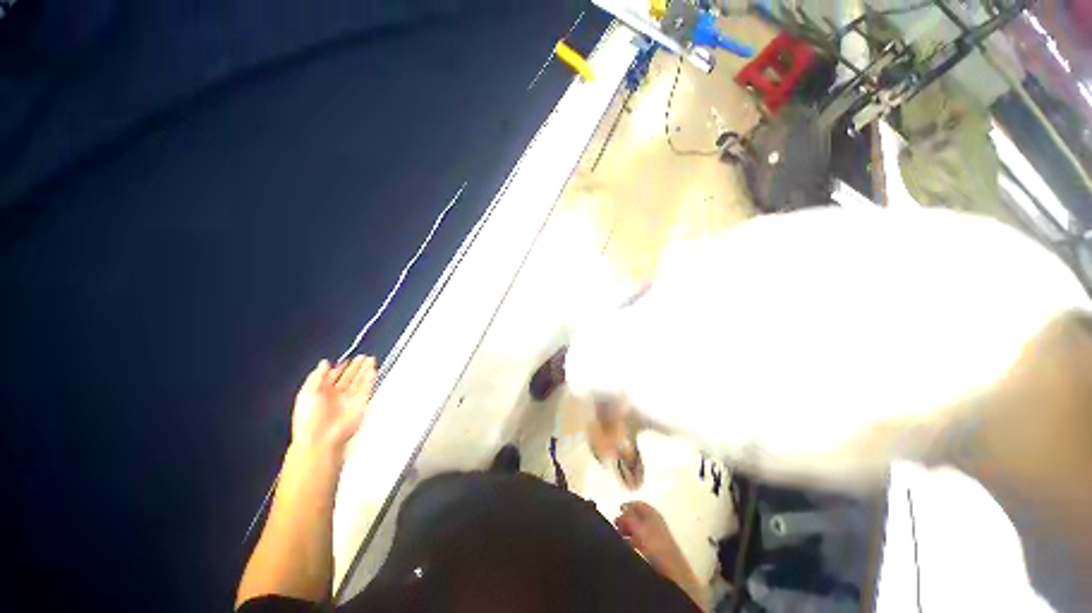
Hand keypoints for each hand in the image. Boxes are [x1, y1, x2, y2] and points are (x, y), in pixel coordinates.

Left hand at [291, 356, 375, 456]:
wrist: (322, 438)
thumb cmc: (310, 417)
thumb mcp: (307, 393)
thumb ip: (316, 376)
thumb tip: (324, 363)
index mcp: (321, 392)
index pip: (332, 377)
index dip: (339, 368)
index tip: (346, 360)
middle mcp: (336, 395)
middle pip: (348, 377)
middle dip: (356, 367)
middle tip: (363, 357)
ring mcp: (349, 399)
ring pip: (359, 381)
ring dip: (365, 370)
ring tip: (371, 359)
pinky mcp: (361, 402)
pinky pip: (367, 388)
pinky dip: (370, 378)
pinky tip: (373, 370)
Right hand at [615, 501, 682, 571]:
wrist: (671, 570)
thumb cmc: (654, 544)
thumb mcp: (637, 527)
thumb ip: (628, 518)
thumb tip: (621, 513)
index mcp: (652, 512)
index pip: (637, 504)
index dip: (627, 506)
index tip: (617, 512)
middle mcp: (655, 521)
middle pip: (637, 516)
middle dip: (626, 520)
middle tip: (616, 526)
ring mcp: (656, 535)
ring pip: (638, 528)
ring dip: (628, 531)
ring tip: (619, 537)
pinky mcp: (656, 548)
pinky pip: (641, 540)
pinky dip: (633, 541)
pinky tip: (628, 547)